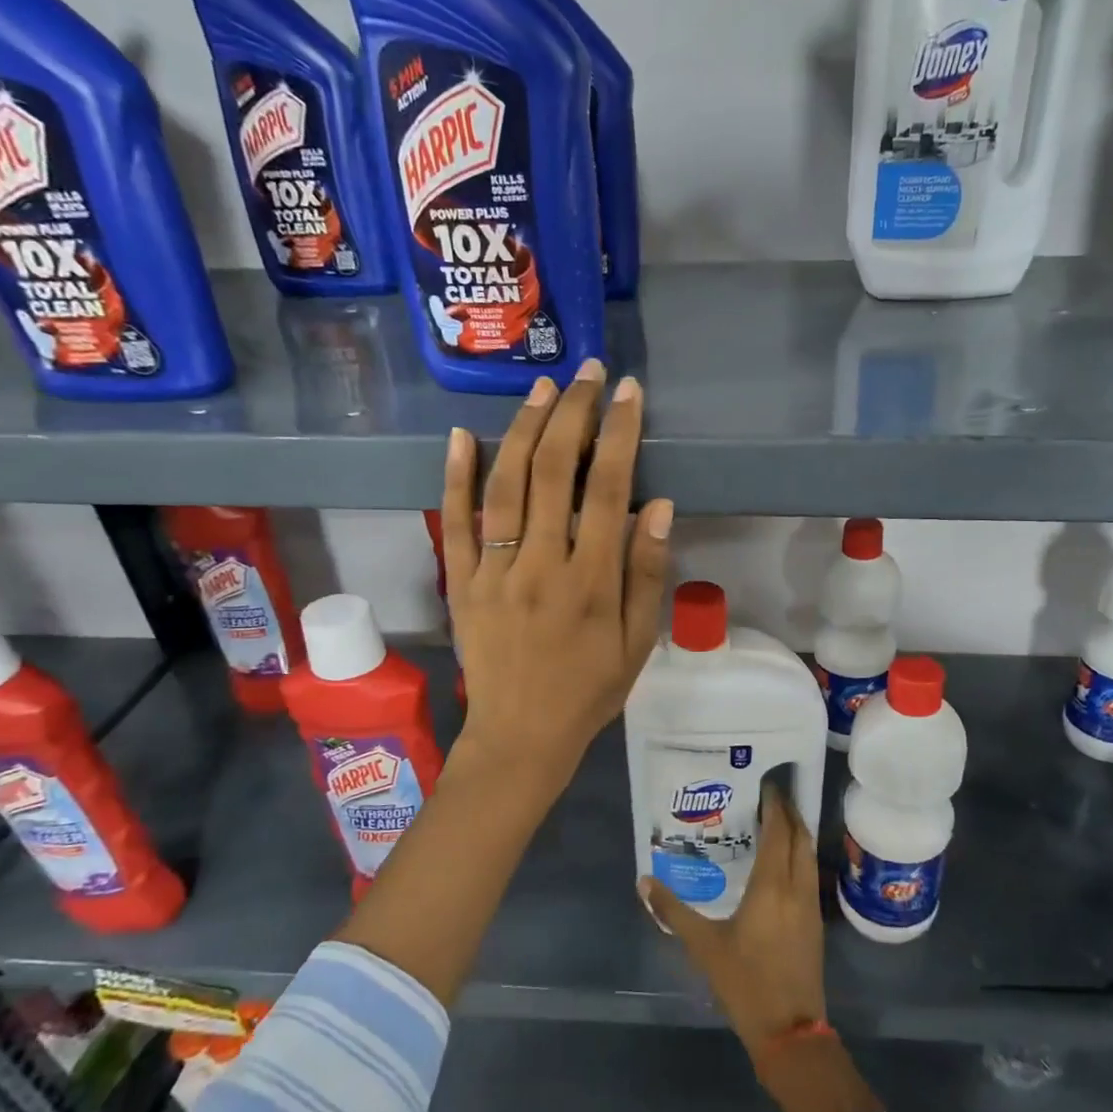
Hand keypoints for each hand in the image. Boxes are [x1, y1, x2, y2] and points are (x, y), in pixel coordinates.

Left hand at [441, 358, 673, 796]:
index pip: (607, 490)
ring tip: (543, 389)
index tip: (628, 393)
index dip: (619, 434)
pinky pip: (454, 523)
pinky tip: (463, 434)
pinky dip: (455, 477)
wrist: (521, 737)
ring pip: (505, 486)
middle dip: (574, 415)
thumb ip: (647, 574)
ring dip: (524, 430)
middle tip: (588, 374)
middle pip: (553, 473)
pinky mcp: (460, 582)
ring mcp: (493, 572)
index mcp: (590, 582)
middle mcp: (540, 566)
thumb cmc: (589, 691)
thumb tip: (658, 505)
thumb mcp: (638, 643)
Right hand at [640, 782, 826, 1057]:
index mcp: (771, 886)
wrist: (789, 1030)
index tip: (765, 783)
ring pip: (808, 855)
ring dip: (797, 833)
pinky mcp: (814, 922)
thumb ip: (672, 911)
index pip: (779, 831)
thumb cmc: (744, 982)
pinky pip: (810, 873)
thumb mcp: (703, 945)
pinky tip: (782, 862)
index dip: (775, 805)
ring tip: (776, 820)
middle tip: (769, 794)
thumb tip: (644, 881)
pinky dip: (799, 855)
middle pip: (799, 837)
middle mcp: (796, 887)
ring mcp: (810, 905)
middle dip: (789, 812)